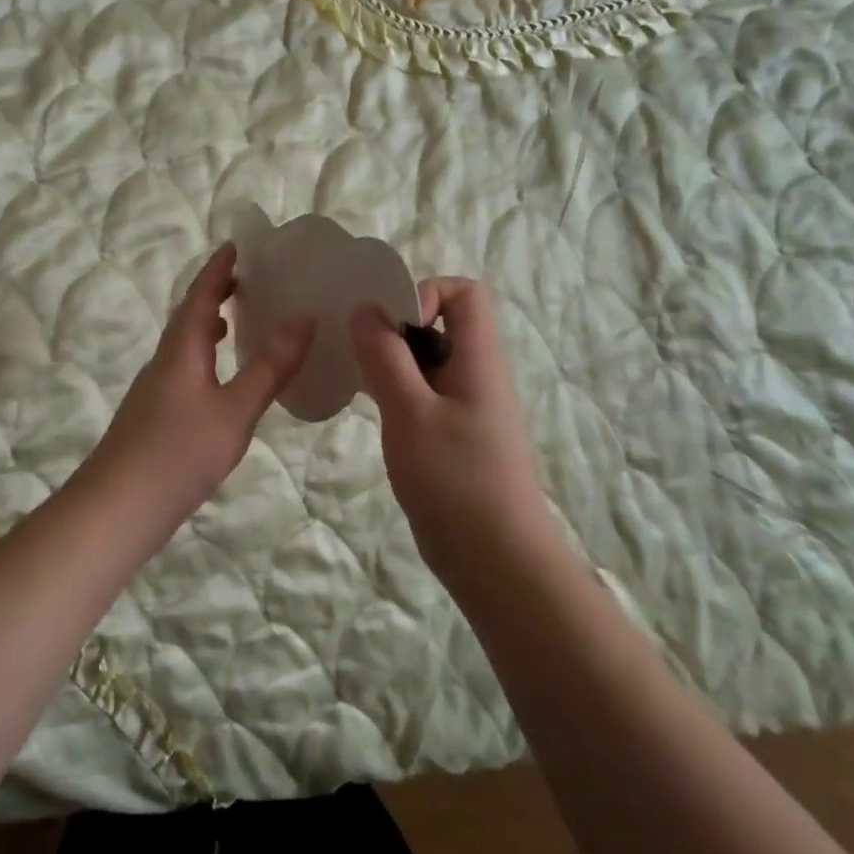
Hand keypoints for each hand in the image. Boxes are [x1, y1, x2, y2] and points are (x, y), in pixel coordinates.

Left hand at [78, 244, 314, 540]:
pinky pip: (183, 368)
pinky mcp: (153, 416)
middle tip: (247, 280)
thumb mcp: (234, 411)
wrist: (117, 509)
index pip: (199, 296)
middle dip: (214, 293)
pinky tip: (219, 381)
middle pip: (188, 316)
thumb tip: (303, 317)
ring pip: (184, 344)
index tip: (236, 246)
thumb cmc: (178, 455)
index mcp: (181, 351)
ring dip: (207, 325)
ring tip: (235, 322)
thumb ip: (269, 366)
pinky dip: (204, 357)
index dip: (218, 270)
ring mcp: (154, 390)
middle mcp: (164, 362)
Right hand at [350, 278, 556, 587]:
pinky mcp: (453, 435)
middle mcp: (476, 374)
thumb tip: (366, 310)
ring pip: (426, 361)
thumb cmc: (455, 480)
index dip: (425, 293)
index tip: (390, 325)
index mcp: (478, 358)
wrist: (496, 560)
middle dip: (395, 329)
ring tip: (357, 381)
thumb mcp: (410, 412)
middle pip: (440, 323)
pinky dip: (395, 392)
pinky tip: (369, 410)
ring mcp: (465, 406)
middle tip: (358, 353)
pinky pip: (423, 394)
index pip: (464, 293)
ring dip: (391, 362)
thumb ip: (386, 357)